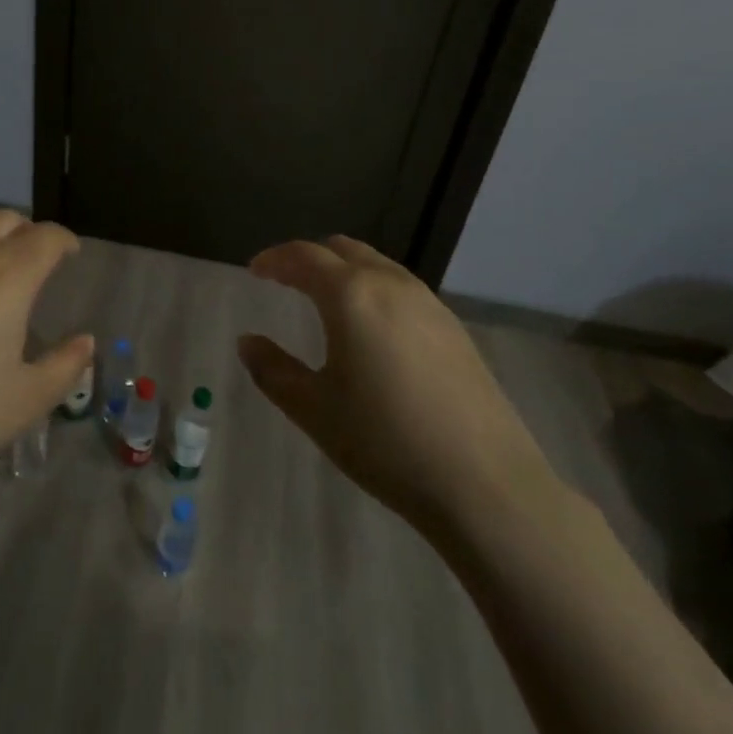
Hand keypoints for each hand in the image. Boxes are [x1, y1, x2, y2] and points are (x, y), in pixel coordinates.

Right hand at [240, 235, 563, 546]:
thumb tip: (247, 342)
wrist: (485, 484)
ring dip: (345, 270)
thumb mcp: (315, 410)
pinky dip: (374, 289)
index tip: (255, 270)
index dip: (274, 259)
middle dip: (310, 258)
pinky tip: (373, 328)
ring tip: (326, 299)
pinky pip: (402, 288)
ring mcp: (429, 303)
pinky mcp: (454, 328)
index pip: (303, 256)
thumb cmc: (386, 443)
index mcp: (351, 295)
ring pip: (377, 265)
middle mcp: (390, 284)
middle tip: (286, 279)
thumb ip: (273, 370)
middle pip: (342, 250)